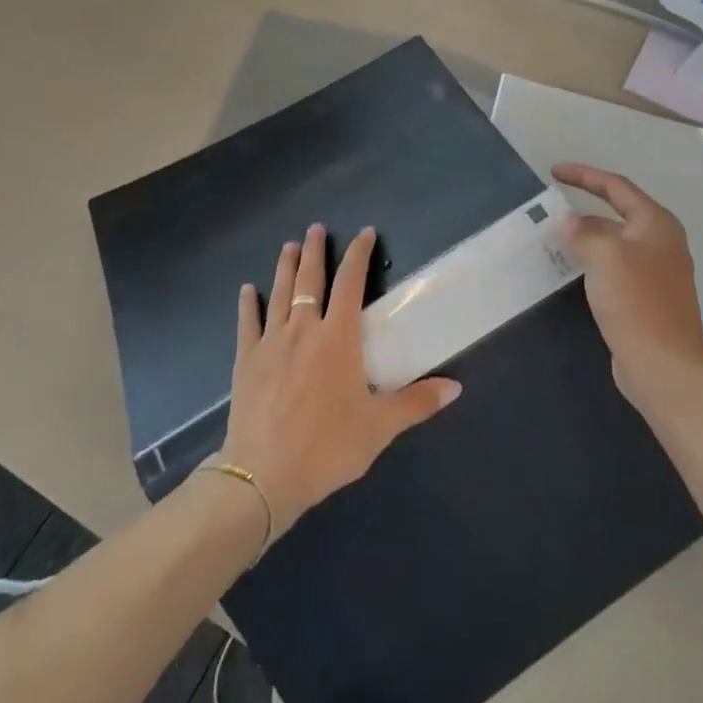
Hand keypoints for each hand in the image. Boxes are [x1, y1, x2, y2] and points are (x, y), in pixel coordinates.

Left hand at [220, 224, 460, 537]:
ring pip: (279, 294)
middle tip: (316, 228)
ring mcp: (271, 343)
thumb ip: (416, 402)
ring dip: (285, 267)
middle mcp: (303, 330)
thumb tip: (455, 387)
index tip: (364, 233)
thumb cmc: (328, 447)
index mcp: (338, 338)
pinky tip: (247, 290)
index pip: (351, 283)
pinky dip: (248, 304)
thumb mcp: (379, 427)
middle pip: (310, 280)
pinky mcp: (246, 360)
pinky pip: (247, 323)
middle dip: (315, 251)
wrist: (265, 474)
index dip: (358, 255)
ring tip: (289, 246)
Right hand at [552, 164, 702, 407]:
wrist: (663, 364)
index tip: (554, 171)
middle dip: (583, 210)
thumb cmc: (636, 301)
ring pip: (612, 243)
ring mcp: (653, 272)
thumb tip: (569, 221)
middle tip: (549, 210)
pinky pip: (612, 268)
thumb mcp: (605, 256)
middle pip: (616, 214)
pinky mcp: (644, 298)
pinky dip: (590, 262)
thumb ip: (583, 232)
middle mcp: (659, 242)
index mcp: (655, 224)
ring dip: (585, 237)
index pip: (616, 187)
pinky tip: (570, 270)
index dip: (584, 175)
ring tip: (552, 238)